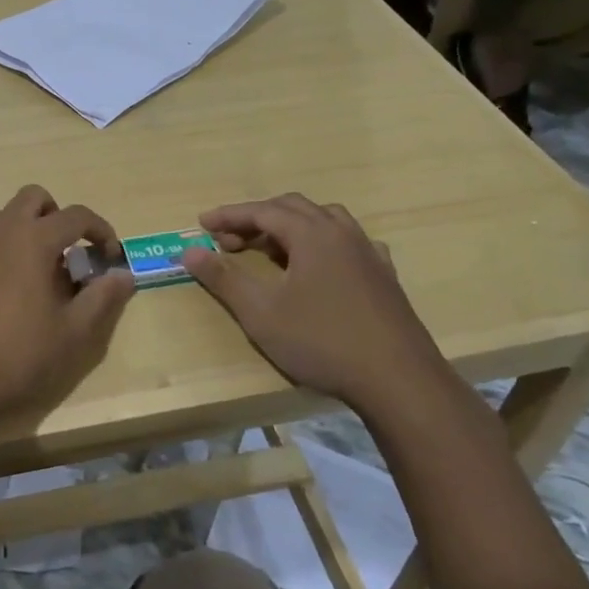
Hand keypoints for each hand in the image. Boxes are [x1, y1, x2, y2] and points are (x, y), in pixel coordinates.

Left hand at [0, 185, 135, 439]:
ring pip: (3, 217)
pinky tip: (2, 291)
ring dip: (26, 230)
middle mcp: (0, 231)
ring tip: (36, 272)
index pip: (77, 215)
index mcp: (33, 239)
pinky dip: (0, 251)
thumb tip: (124, 274)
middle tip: (68, 252)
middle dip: (57, 216)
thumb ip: (102, 298)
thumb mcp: (72, 333)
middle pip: (33, 198)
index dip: (100, 230)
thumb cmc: (17, 355)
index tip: (110, 255)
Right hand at [180, 194, 457, 424]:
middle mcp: (342, 233)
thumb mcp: (261, 313)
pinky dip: (323, 243)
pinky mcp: (385, 276)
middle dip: (256, 219)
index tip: (201, 223)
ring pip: (325, 220)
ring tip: (270, 248)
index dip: (229, 215)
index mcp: (312, 235)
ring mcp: (368, 253)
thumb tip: (189, 252)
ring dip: (291, 227)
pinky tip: (322, 264)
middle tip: (228, 240)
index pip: (263, 211)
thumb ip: (224, 278)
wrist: (398, 380)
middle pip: (293, 208)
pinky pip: (350, 242)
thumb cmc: (322, 342)